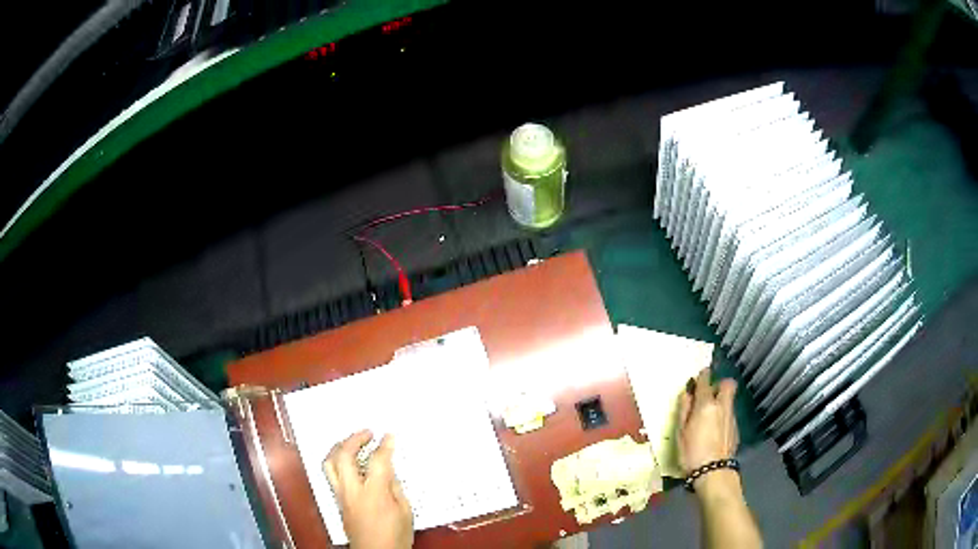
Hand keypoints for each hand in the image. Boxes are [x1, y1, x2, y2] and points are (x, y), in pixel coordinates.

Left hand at [323, 430, 412, 548]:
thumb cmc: (395, 536)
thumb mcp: (405, 512)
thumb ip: (395, 488)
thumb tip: (388, 471)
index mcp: (374, 493)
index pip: (377, 461)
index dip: (384, 445)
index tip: (389, 435)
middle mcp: (352, 491)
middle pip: (344, 455)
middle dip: (355, 438)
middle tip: (368, 433)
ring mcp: (341, 496)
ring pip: (329, 463)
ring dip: (339, 447)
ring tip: (351, 441)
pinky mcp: (337, 501)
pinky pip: (331, 474)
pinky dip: (337, 461)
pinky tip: (347, 461)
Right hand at [678, 369, 738, 476]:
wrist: (714, 472)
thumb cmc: (692, 453)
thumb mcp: (680, 433)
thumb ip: (684, 410)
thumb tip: (686, 394)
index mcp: (706, 405)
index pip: (705, 381)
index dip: (702, 375)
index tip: (699, 375)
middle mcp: (722, 406)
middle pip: (727, 384)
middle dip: (719, 384)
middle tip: (709, 394)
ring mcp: (731, 417)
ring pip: (729, 400)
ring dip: (721, 401)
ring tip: (709, 414)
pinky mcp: (735, 428)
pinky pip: (729, 413)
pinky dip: (723, 415)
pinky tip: (714, 430)